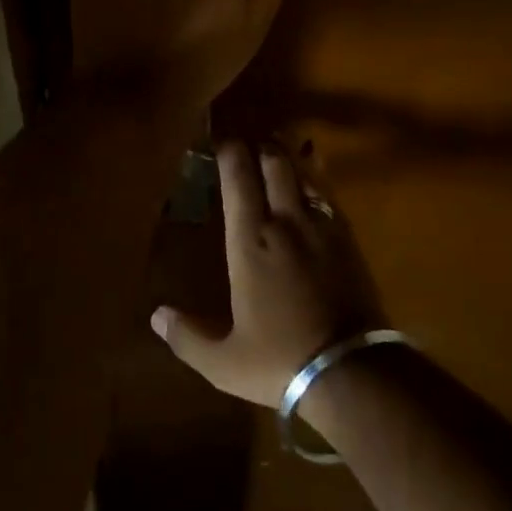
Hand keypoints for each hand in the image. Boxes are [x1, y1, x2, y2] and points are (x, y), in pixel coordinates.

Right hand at [152, 140, 386, 408]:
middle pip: (274, 163)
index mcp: (250, 241)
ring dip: (288, 157)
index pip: (238, 179)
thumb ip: (188, 337)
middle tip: (249, 140)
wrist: (354, 372)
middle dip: (260, 145)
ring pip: (303, 173)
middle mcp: (284, 221)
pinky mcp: (348, 239)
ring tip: (278, 150)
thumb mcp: (225, 362)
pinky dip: (315, 180)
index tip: (220, 139)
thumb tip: (157, 316)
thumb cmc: (282, 361)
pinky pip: (328, 194)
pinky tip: (312, 185)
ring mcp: (320, 226)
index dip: (229, 151)